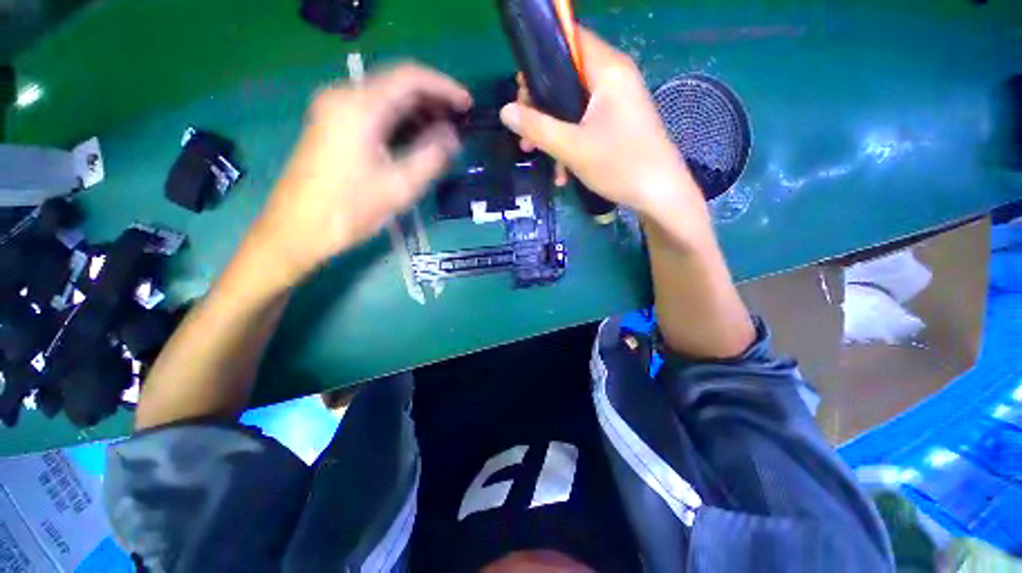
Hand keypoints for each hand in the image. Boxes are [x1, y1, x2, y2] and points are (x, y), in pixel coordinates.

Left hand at [251, 64, 471, 285]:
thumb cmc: (348, 210)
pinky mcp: (332, 125)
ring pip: (385, 97)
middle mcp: (343, 97)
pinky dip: (400, 120)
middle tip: (459, 121)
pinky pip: (374, 111)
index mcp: (359, 108)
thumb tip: (452, 137)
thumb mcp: (399, 187)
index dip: (444, 87)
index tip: (467, 104)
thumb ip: (431, 156)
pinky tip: (417, 138)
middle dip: (433, 99)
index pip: (410, 78)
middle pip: (397, 84)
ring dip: (417, 111)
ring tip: (444, 132)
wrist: (297, 229)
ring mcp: (334, 110)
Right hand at [500, 28, 702, 220]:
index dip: (540, 61)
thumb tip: (505, 111)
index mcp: (609, 70)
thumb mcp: (572, 147)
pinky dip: (570, 142)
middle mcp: (615, 78)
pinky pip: (586, 124)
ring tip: (535, 155)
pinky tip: (562, 171)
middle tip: (523, 131)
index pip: (569, 41)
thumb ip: (536, 127)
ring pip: (574, 106)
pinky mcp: (619, 123)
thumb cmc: (620, 165)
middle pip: (567, 78)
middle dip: (541, 106)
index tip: (520, 92)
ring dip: (553, 131)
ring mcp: (618, 103)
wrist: (660, 194)